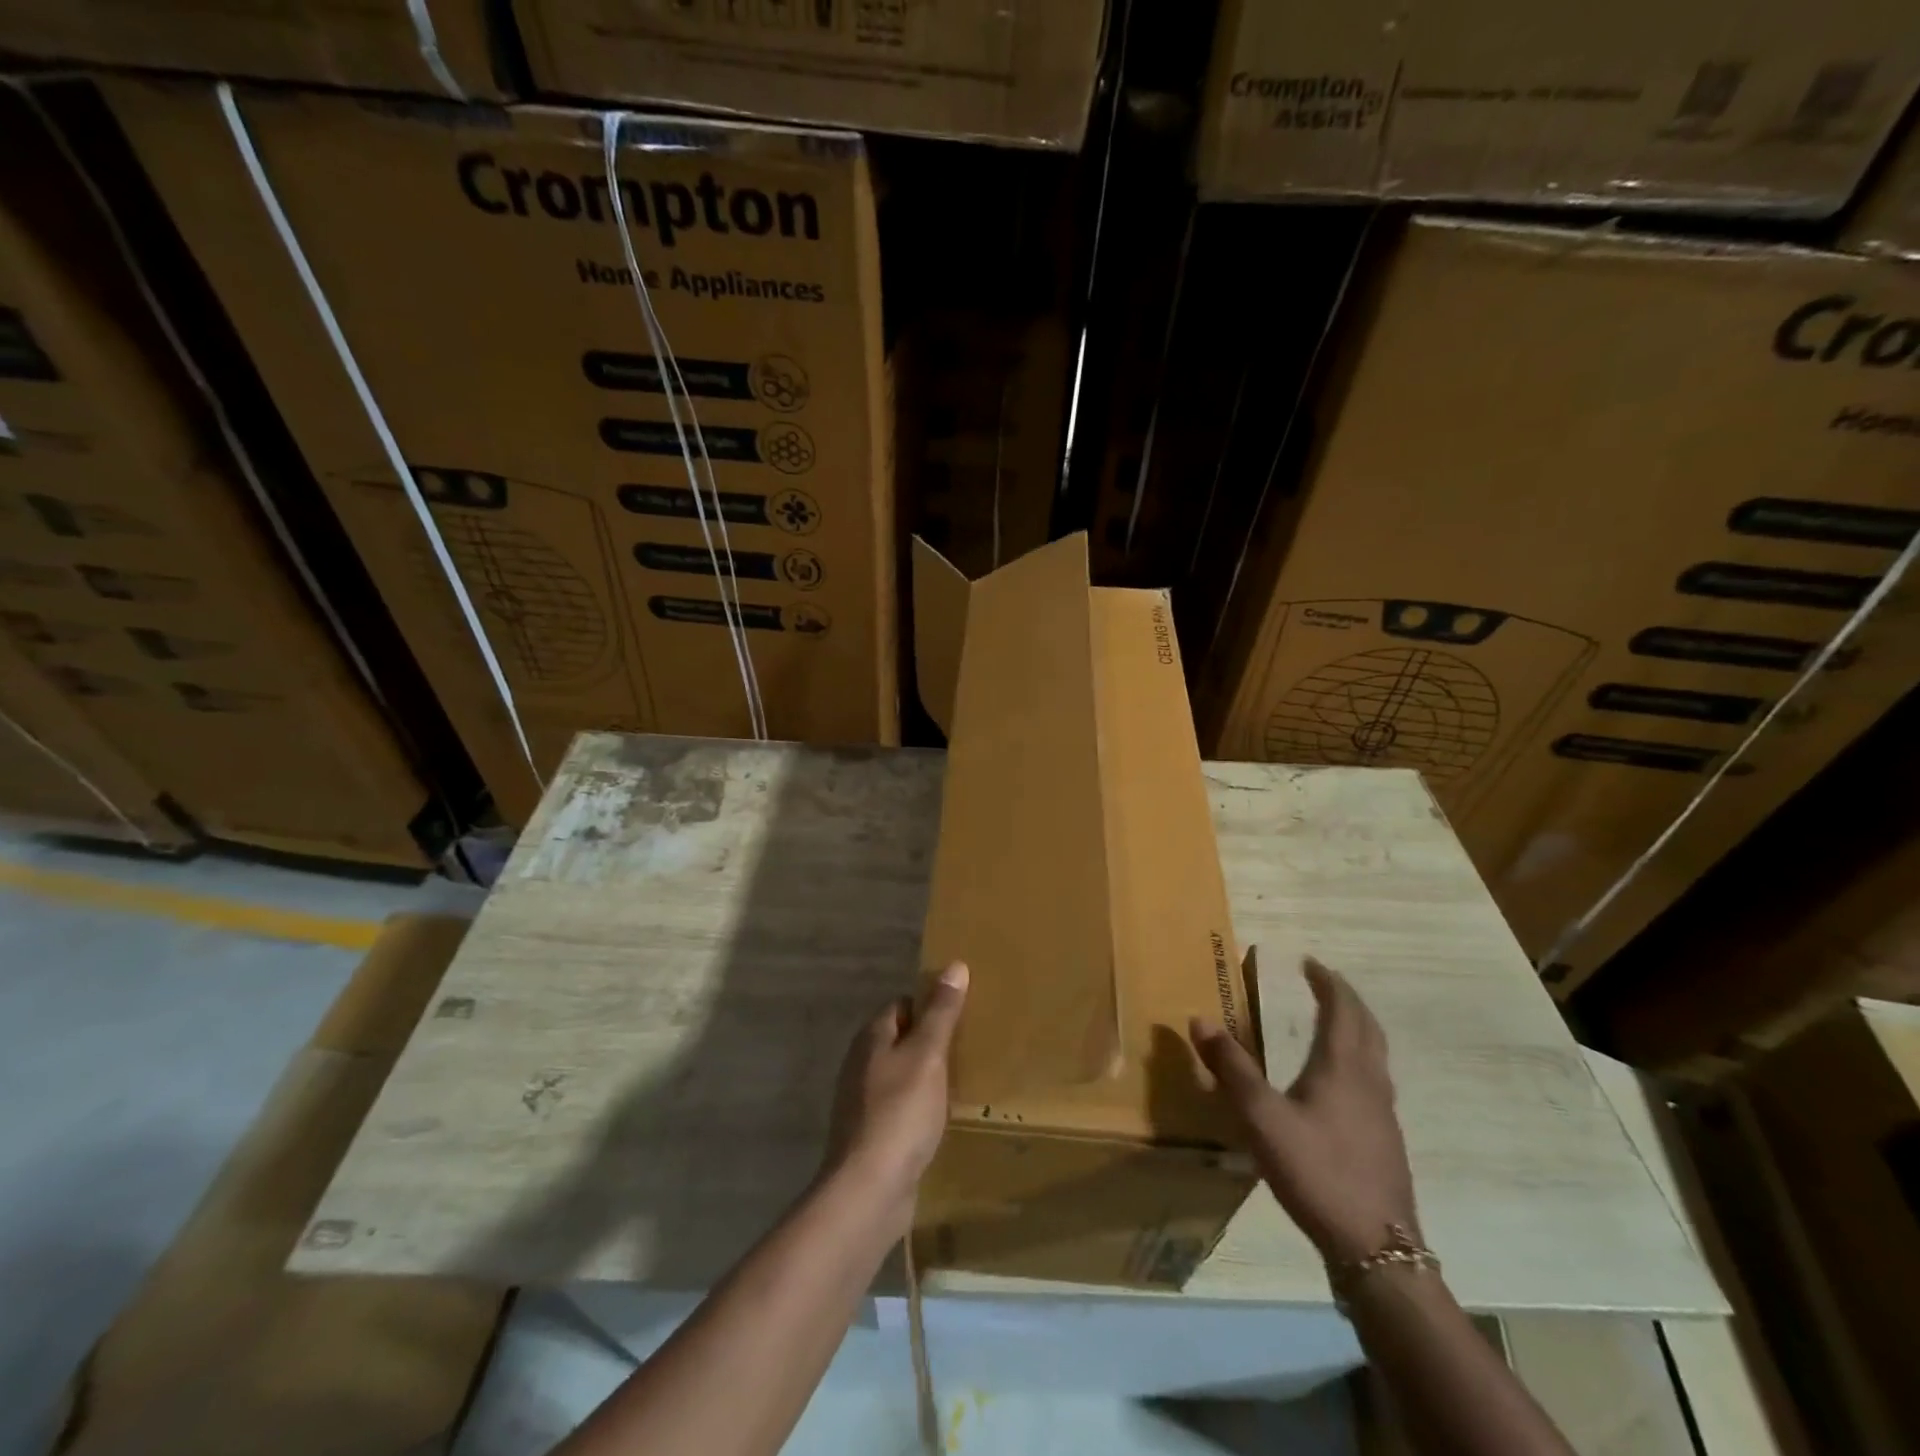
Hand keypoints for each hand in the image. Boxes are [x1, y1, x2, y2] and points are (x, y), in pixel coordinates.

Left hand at [822, 961, 968, 1232]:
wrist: (869, 1190)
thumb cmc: (900, 1112)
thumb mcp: (928, 1055)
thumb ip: (941, 1012)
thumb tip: (955, 965)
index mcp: (871, 1037)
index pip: (902, 1005)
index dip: (930, 1005)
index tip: (962, 1013)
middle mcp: (861, 1063)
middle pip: (900, 1039)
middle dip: (930, 1041)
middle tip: (968, 1046)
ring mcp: (862, 1102)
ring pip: (900, 1074)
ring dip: (926, 1076)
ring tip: (962, 1080)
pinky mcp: (871, 1135)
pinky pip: (900, 1107)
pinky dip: (919, 1107)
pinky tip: (940, 1118)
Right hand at [1190, 957, 1418, 1265]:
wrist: (1377, 1250)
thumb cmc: (1317, 1171)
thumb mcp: (1261, 1118)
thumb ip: (1231, 1068)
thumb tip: (1199, 1018)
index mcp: (1343, 1067)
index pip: (1342, 1009)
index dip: (1328, 982)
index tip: (1310, 962)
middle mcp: (1369, 1082)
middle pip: (1367, 1027)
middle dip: (1346, 1000)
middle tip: (1324, 983)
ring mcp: (1384, 1115)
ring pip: (1376, 1055)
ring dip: (1357, 1028)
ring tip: (1335, 1023)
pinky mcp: (1386, 1142)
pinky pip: (1375, 1081)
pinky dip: (1359, 1060)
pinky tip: (1341, 1085)